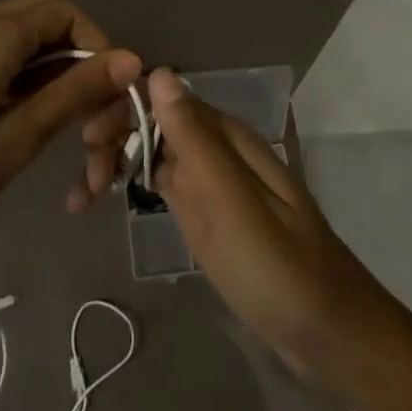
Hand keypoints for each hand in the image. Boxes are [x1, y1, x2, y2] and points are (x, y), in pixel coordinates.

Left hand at [0, 0, 141, 258]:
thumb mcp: (17, 138)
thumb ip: (74, 93)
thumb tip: (131, 59)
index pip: (69, 13)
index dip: (99, 49)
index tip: (108, 101)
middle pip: (54, 20)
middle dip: (85, 64)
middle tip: (94, 120)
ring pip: (34, 45)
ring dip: (64, 82)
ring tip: (76, 144)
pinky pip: (10, 61)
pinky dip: (37, 87)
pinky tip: (41, 132)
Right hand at [72, 67, 399, 385]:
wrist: (330, 338)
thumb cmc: (280, 270)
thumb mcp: (233, 205)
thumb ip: (196, 140)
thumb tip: (159, 73)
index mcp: (227, 136)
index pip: (163, 96)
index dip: (122, 107)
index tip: (89, 138)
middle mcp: (216, 148)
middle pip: (153, 121)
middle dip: (114, 137)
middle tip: (86, 179)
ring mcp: (210, 180)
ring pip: (152, 151)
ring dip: (114, 161)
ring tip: (81, 197)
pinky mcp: (206, 212)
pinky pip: (161, 183)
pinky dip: (130, 186)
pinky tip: (101, 202)